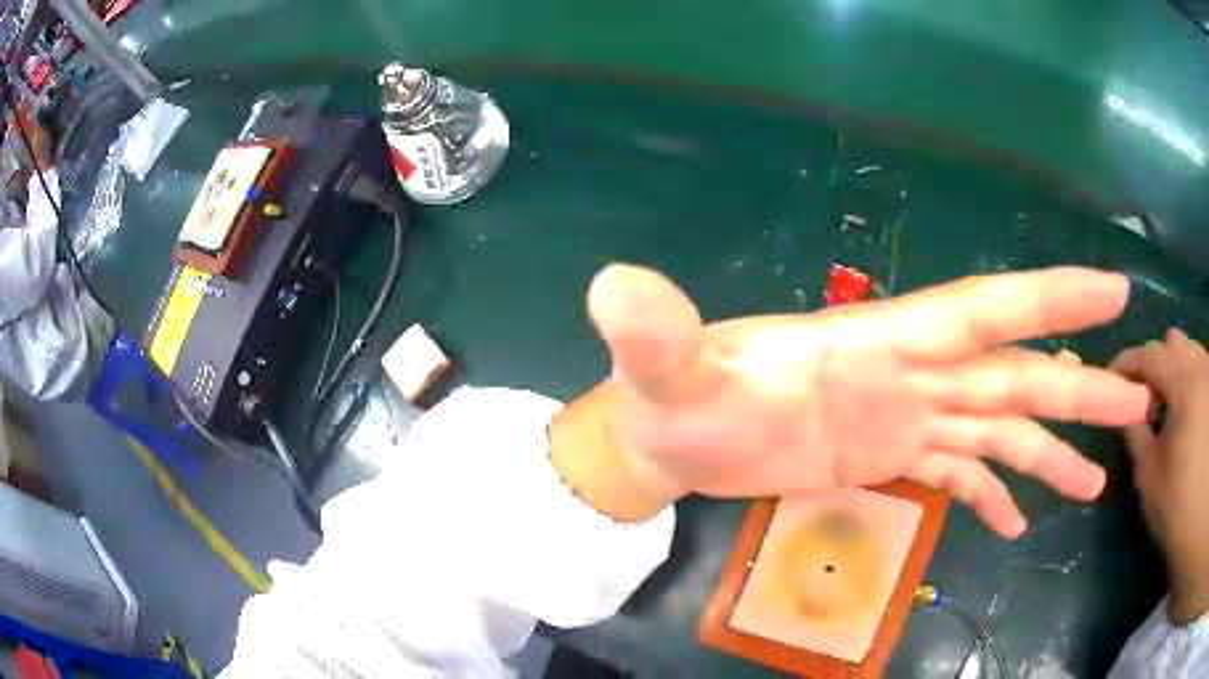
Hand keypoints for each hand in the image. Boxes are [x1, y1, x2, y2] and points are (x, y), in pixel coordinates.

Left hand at [551, 264, 1148, 537]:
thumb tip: (615, 287)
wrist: (669, 435)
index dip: (1051, 301)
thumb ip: (651, 330)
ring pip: (1002, 428)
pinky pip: (959, 475)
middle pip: (1018, 375)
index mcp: (881, 342)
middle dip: (1082, 389)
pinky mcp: (889, 458)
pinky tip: (1020, 523)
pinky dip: (994, 494)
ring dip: (1053, 453)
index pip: (985, 310)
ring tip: (1097, 484)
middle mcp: (911, 374)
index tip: (1112, 293)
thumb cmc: (673, 400)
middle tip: (1138, 402)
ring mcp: (905, 418)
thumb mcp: (662, 366)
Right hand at [1110, 329, 1208, 623]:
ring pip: (1190, 354)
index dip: (1127, 362)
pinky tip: (1188, 421)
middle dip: (1156, 366)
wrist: (1198, 523)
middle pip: (1173, 343)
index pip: (1151, 354)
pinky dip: (1190, 385)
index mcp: (1185, 385)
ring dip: (1175, 375)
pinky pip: (1201, 372)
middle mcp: (1202, 368)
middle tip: (1147, 405)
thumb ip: (1137, 438)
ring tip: (1170, 416)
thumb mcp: (1151, 482)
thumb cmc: (1179, 510)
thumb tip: (1126, 410)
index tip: (1110, 381)